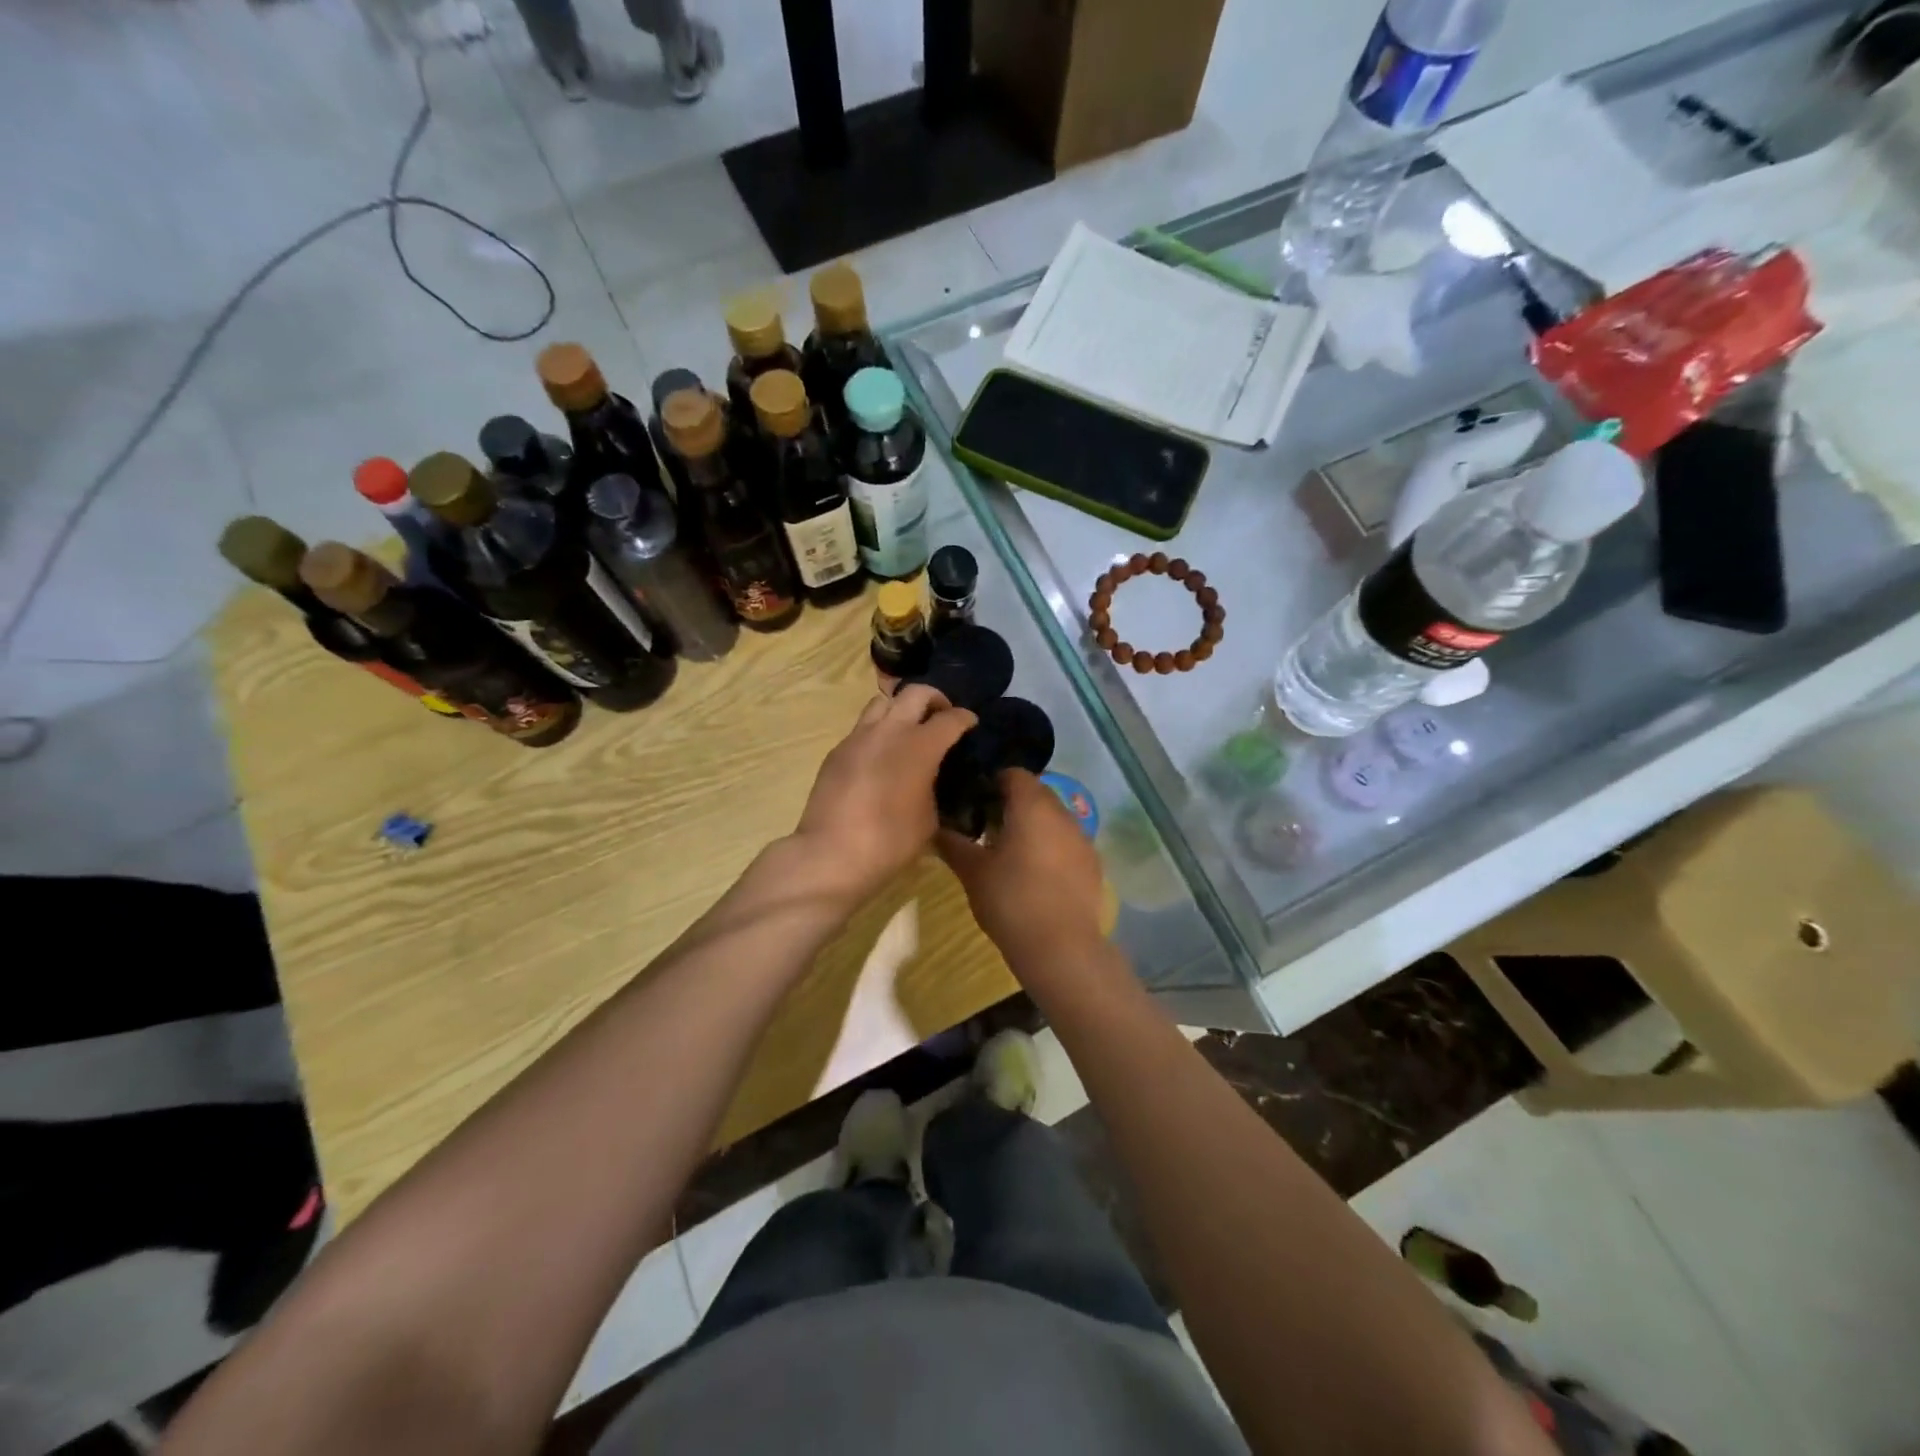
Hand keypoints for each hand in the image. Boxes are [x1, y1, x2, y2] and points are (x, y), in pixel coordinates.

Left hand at [793, 685, 976, 903]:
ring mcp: (858, 737)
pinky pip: (862, 728)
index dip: (965, 718)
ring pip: (883, 702)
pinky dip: (878, 731)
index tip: (971, 723)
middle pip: (916, 692)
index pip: (950, 718)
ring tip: (908, 730)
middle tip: (941, 716)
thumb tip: (931, 779)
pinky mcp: (837, 751)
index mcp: (920, 746)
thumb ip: (934, 787)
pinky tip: (881, 756)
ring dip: (901, 708)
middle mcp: (889, 731)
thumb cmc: (890, 842)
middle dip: (935, 699)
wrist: (832, 854)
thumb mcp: (930, 819)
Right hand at [937, 769, 1106, 964]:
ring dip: (1033, 825)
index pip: (1012, 773)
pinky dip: (1051, 847)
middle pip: (1035, 792)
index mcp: (1031, 805)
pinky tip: (1036, 874)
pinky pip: (1068, 841)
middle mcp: (1062, 812)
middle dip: (1012, 803)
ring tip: (1010, 853)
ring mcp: (1082, 837)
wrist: (1061, 947)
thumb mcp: (972, 872)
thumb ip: (953, 843)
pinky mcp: (1093, 863)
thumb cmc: (1011, 900)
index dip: (991, 782)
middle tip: (986, 828)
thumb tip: (936, 828)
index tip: (973, 803)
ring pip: (1053, 817)